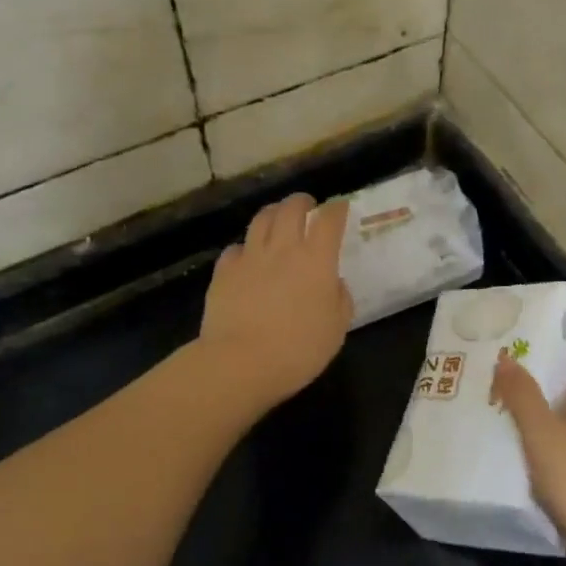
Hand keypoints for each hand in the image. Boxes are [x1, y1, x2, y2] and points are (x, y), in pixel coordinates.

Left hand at [198, 193, 353, 408]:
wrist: (240, 363)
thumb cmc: (298, 350)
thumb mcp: (336, 329)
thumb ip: (340, 299)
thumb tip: (333, 283)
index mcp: (316, 260)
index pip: (329, 220)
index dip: (337, 210)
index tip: (341, 208)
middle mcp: (283, 249)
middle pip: (291, 208)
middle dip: (302, 202)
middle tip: (307, 206)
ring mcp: (250, 257)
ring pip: (261, 219)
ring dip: (273, 213)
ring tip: (278, 218)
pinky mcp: (224, 271)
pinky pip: (236, 248)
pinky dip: (245, 248)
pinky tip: (247, 257)